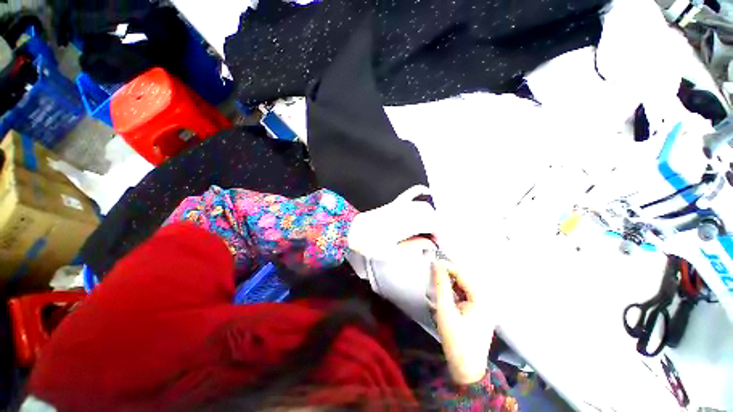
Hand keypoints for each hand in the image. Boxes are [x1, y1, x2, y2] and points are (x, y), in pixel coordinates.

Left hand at [348, 185, 435, 259]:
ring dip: (431, 216)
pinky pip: (410, 193)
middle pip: (430, 214)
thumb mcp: (392, 252)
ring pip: (423, 205)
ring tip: (429, 228)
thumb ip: (413, 247)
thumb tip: (429, 244)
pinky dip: (420, 192)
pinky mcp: (394, 203)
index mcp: (405, 224)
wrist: (354, 231)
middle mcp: (405, 212)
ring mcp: (400, 206)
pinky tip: (427, 192)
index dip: (438, 233)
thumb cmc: (371, 244)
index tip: (437, 244)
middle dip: (436, 226)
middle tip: (433, 239)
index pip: (431, 224)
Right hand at [432, 259, 493, 384]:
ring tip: (437, 285)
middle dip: (448, 275)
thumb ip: (441, 285)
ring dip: (451, 284)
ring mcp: (485, 306)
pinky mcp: (481, 312)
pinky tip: (447, 297)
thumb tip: (437, 264)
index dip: (446, 267)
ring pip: (465, 286)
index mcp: (482, 298)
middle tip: (432, 274)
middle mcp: (487, 299)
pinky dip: (455, 293)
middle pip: (465, 279)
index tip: (431, 263)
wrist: (467, 369)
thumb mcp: (445, 310)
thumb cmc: (456, 340)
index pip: (462, 274)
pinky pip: (467, 295)